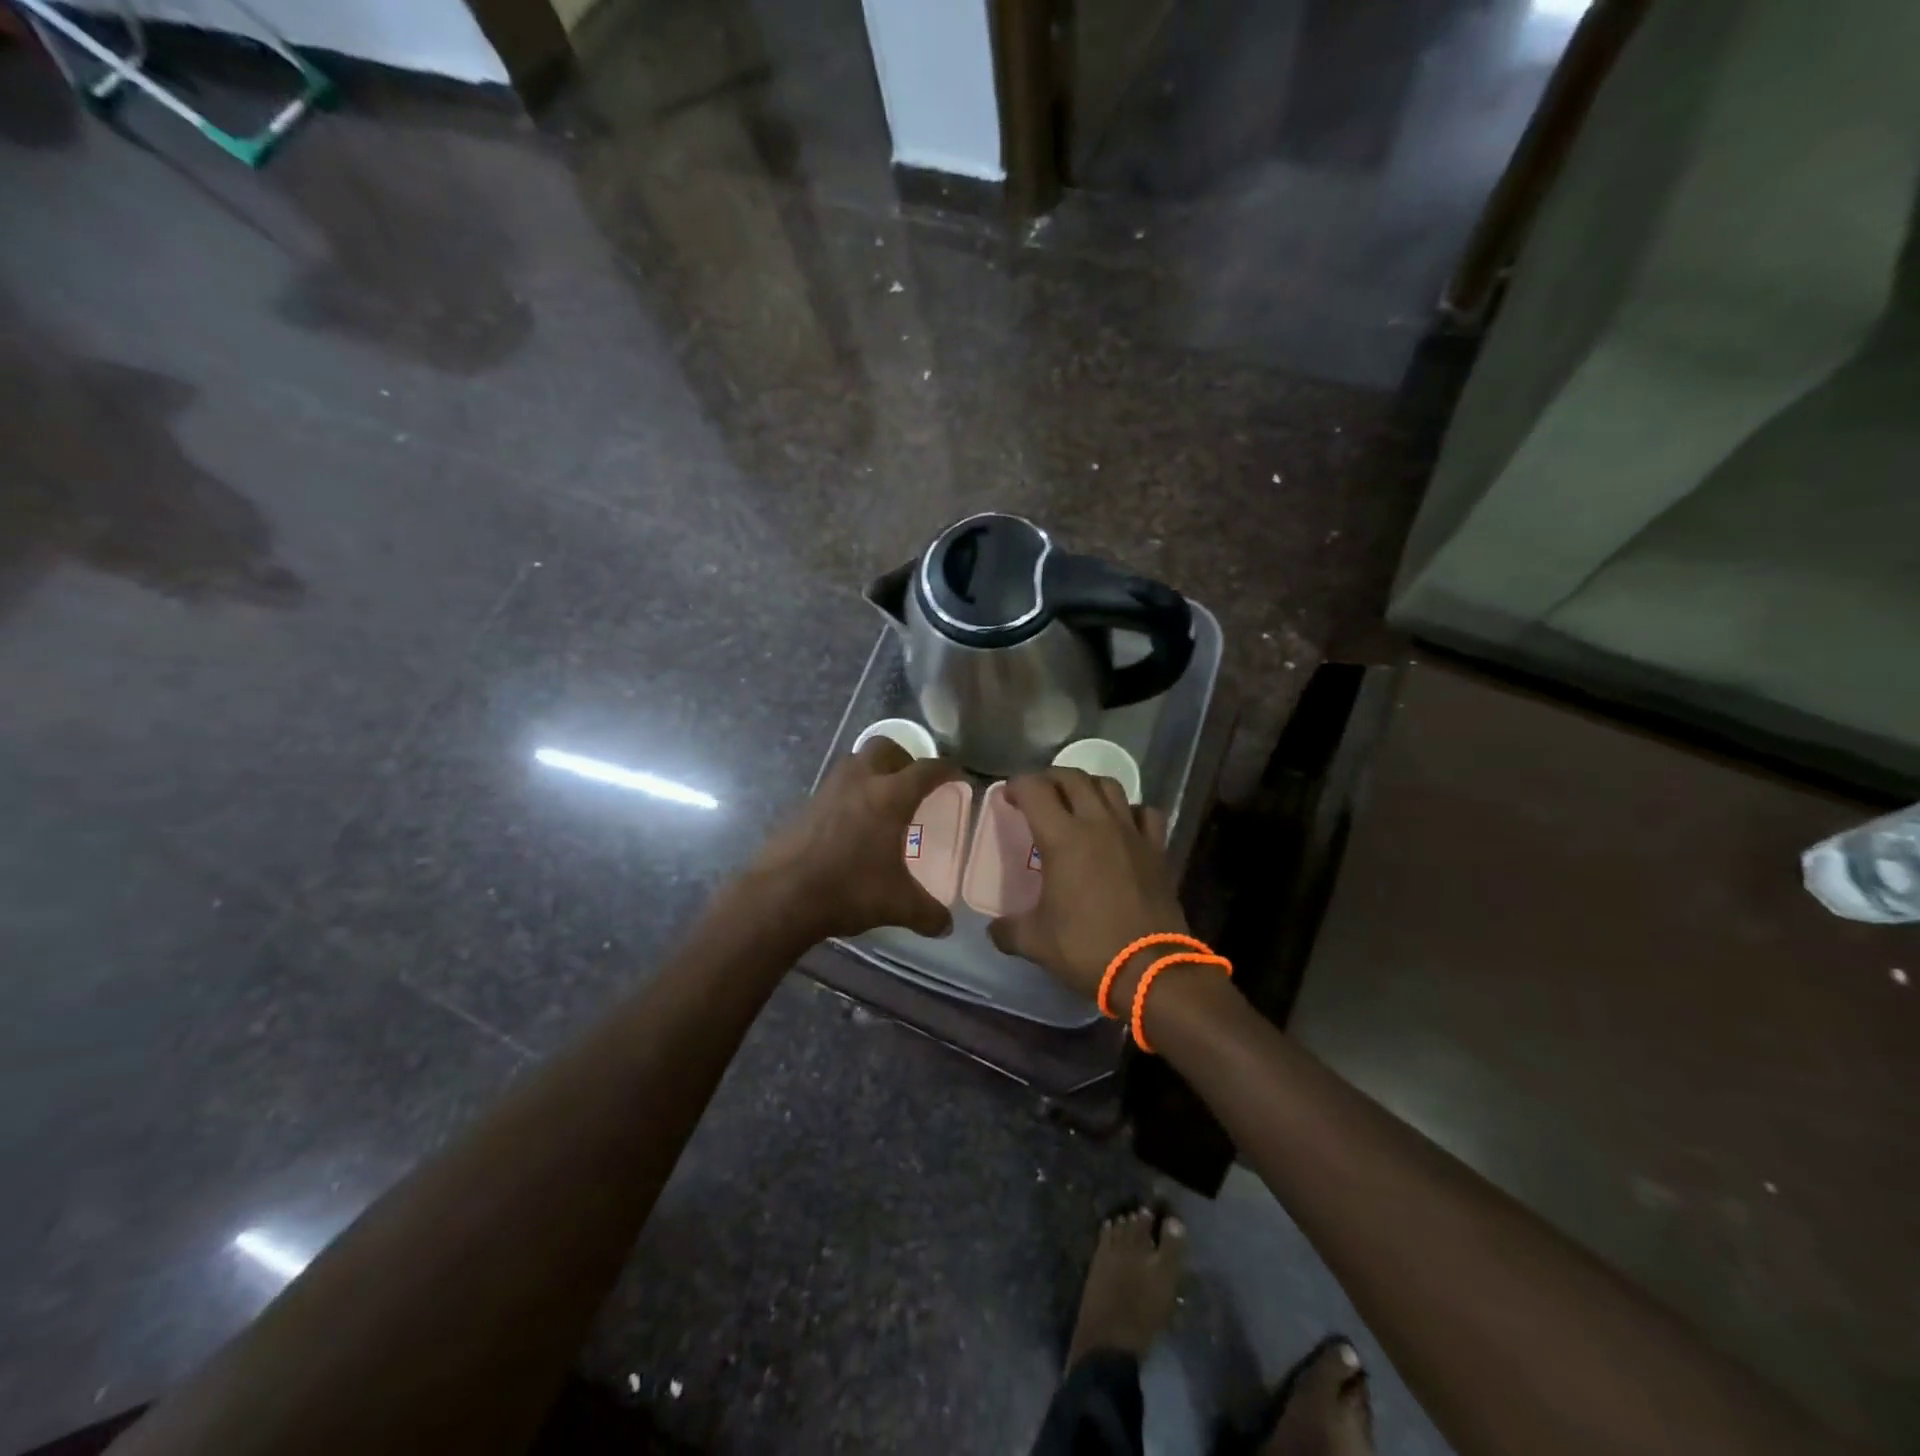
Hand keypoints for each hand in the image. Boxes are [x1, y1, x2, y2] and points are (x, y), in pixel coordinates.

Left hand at [748, 738, 961, 942]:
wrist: (782, 895)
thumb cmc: (849, 890)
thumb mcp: (898, 905)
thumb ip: (928, 914)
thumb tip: (946, 926)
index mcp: (890, 796)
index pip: (927, 769)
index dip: (947, 769)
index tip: (958, 776)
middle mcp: (860, 782)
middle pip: (885, 747)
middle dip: (904, 758)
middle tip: (913, 783)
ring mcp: (828, 790)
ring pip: (855, 761)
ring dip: (873, 770)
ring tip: (883, 800)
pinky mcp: (806, 805)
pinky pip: (835, 786)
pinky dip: (849, 794)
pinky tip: (853, 824)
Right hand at [986, 769, 1186, 998]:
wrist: (1149, 969)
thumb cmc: (1087, 948)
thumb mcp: (1035, 942)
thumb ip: (1008, 930)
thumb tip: (993, 930)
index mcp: (1063, 838)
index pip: (1035, 789)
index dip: (1017, 785)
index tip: (1008, 797)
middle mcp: (1097, 824)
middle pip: (1073, 777)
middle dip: (1050, 778)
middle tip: (1038, 795)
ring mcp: (1131, 833)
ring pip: (1110, 786)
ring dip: (1088, 786)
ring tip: (1077, 802)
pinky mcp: (1156, 849)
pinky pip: (1144, 812)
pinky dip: (1129, 810)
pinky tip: (1121, 825)